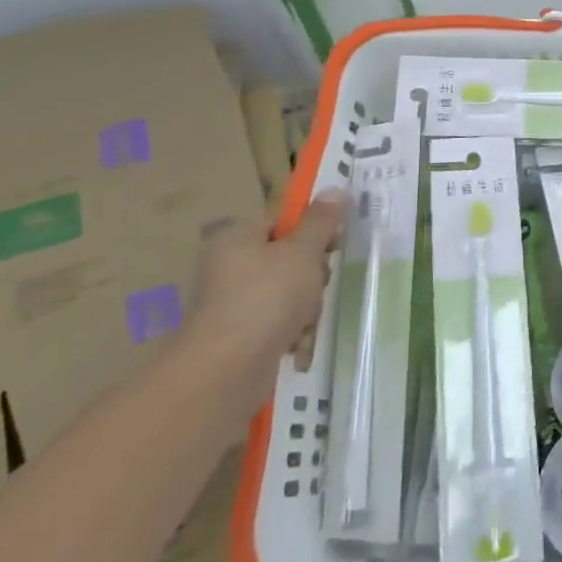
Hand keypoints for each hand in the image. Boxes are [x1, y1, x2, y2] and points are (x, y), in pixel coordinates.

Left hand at [184, 193, 348, 411]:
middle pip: (289, 257)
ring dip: (306, 307)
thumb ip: (321, 221)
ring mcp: (234, 303)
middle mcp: (231, 267)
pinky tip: (297, 346)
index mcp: (238, 239)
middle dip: (312, 274)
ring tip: (305, 322)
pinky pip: (278, 323)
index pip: (282, 219)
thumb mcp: (302, 253)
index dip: (313, 226)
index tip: (336, 241)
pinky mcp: (240, 336)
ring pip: (289, 292)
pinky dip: (291, 332)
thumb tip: (335, 189)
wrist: (224, 372)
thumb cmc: (266, 298)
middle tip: (318, 284)